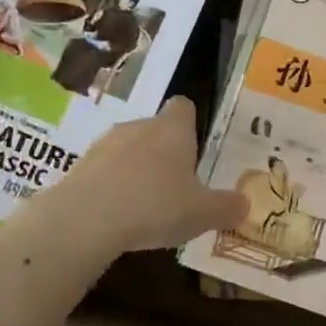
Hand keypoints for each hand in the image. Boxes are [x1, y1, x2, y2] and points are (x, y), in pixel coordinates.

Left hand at [37, 96, 248, 254]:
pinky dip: (113, 187)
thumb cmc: (156, 206)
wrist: (87, 218)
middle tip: (178, 185)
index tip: (196, 146)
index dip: (191, 123)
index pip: (184, 107)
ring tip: (147, 204)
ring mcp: (105, 144)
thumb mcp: (202, 213)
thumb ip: (226, 207)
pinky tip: (119, 215)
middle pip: (156, 129)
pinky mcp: (80, 166)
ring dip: (137, 170)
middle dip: (165, 152)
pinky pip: (104, 171)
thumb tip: (245, 204)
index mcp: (173, 129)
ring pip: (128, 149)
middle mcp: (139, 127)